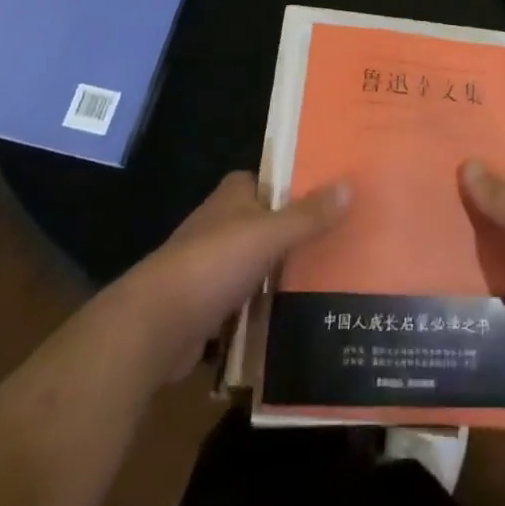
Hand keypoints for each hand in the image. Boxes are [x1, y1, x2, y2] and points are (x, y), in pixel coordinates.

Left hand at [105, 172, 350, 380]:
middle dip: (300, 230)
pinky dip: (270, 306)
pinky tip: (303, 314)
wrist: (155, 326)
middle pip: (270, 221)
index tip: (336, 192)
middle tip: (347, 236)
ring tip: (337, 275)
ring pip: (261, 262)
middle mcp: (222, 224)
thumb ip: (308, 214)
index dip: (301, 183)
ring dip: (287, 271)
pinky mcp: (211, 305)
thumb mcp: (269, 234)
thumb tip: (349, 184)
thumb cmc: (213, 264)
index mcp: (233, 196)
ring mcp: (214, 266)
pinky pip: (250, 300)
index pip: (272, 179)